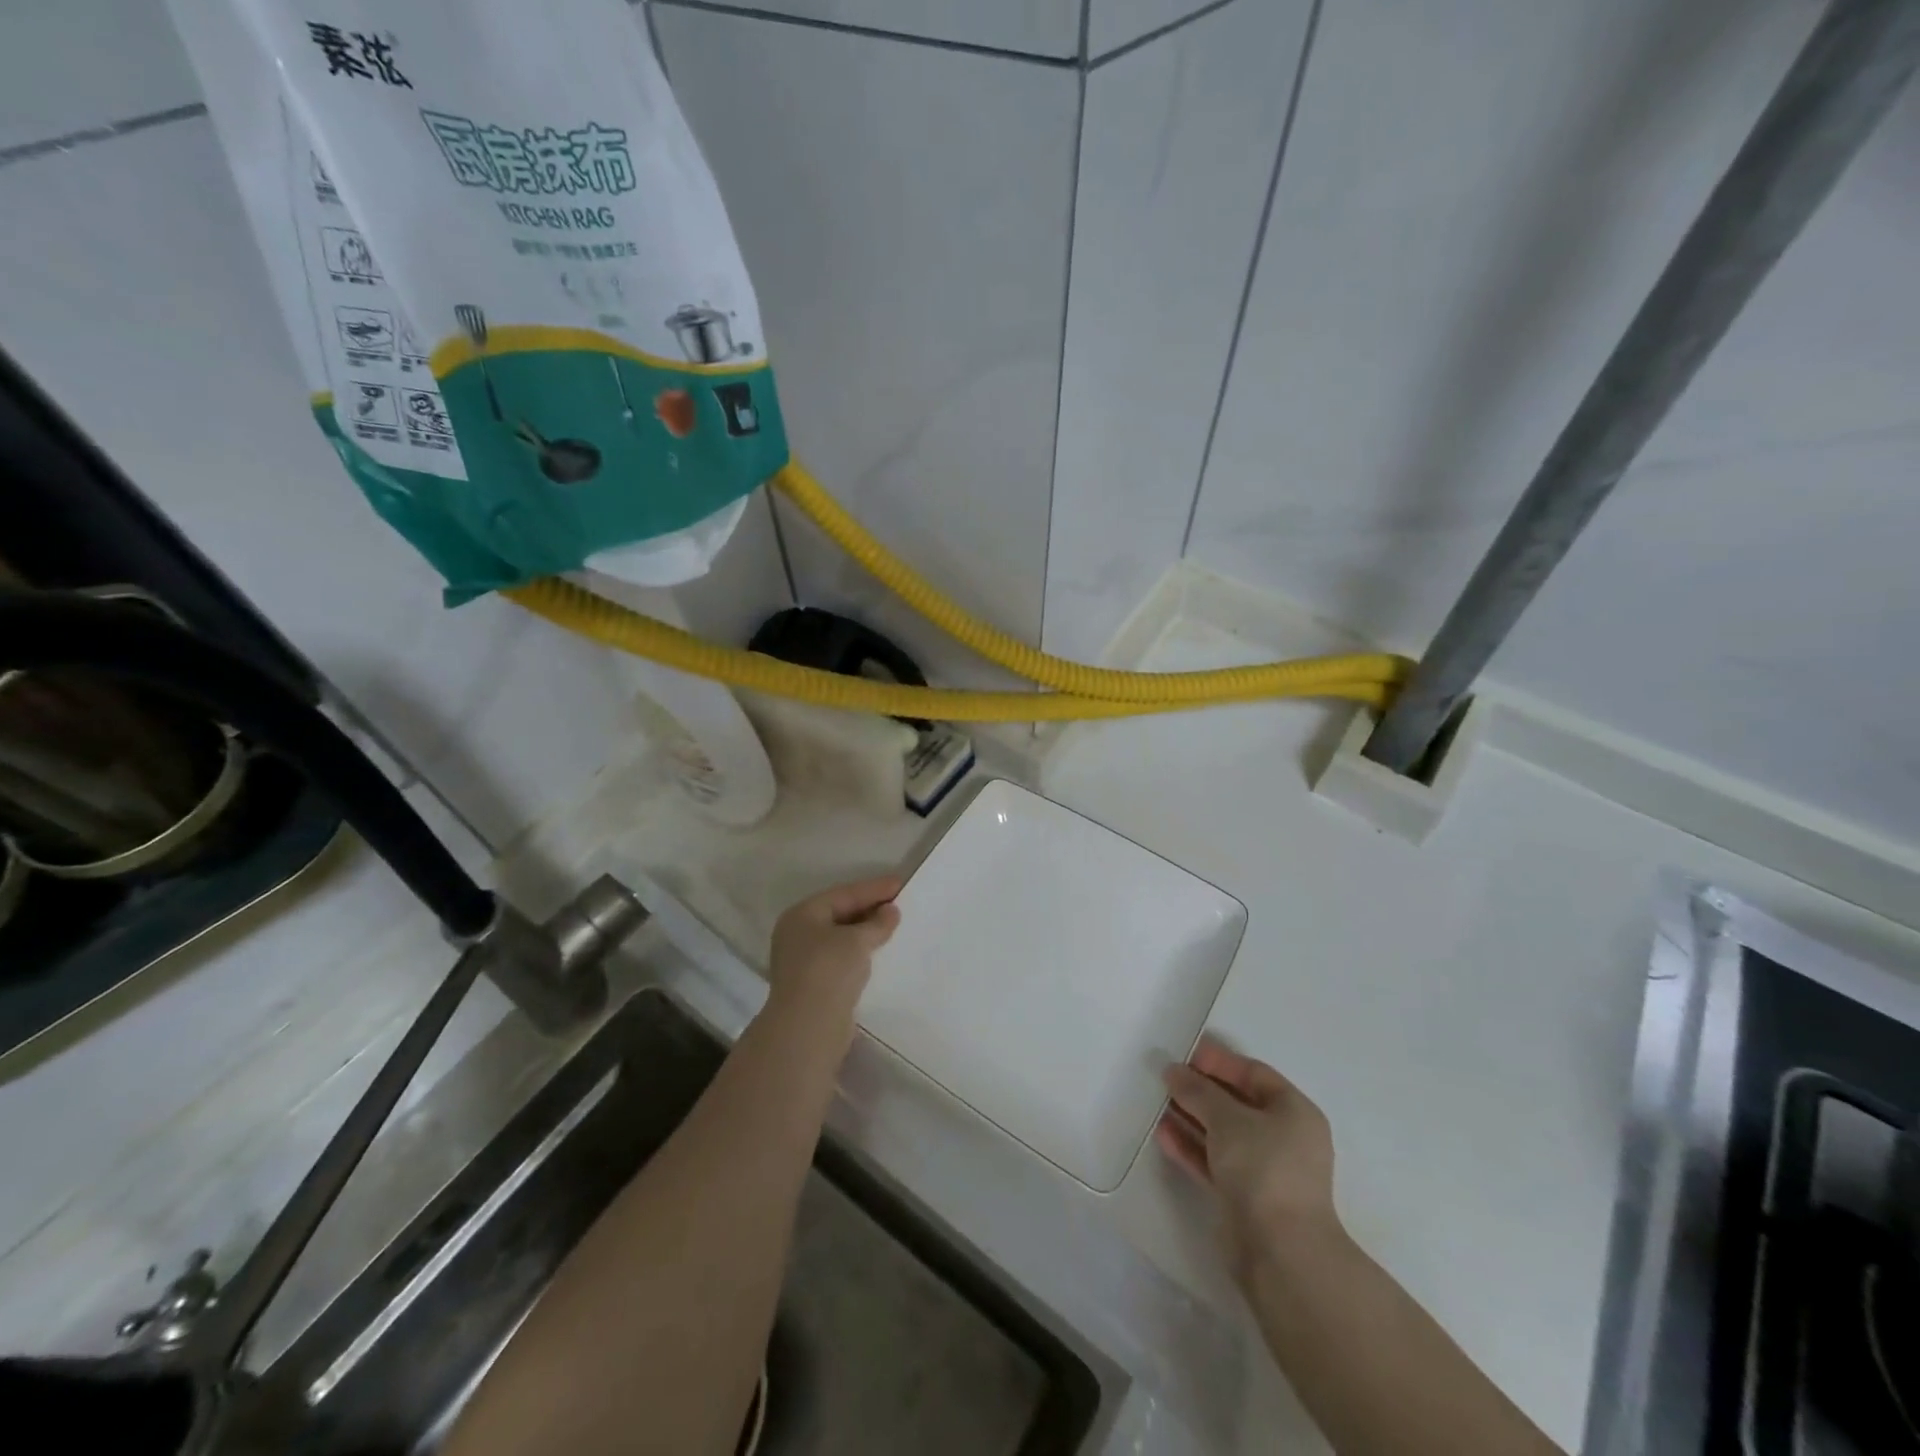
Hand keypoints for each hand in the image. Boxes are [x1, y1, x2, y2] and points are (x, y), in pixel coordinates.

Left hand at [765, 876, 902, 1029]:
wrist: (808, 1027)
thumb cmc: (829, 970)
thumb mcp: (857, 940)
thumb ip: (877, 923)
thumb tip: (890, 911)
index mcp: (802, 914)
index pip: (843, 894)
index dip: (874, 888)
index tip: (900, 883)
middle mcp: (798, 934)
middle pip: (840, 913)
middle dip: (870, 909)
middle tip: (900, 903)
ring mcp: (803, 960)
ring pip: (841, 937)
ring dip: (866, 932)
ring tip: (894, 926)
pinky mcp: (814, 983)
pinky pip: (842, 958)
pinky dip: (860, 952)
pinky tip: (880, 953)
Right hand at [1157, 1038, 1338, 1280]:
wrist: (1281, 1253)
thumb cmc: (1264, 1169)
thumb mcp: (1228, 1118)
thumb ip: (1198, 1090)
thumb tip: (1173, 1071)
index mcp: (1294, 1112)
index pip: (1253, 1073)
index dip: (1218, 1061)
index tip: (1183, 1053)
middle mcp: (1284, 1137)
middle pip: (1236, 1103)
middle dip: (1200, 1089)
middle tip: (1164, 1076)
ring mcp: (1264, 1169)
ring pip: (1222, 1133)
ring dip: (1191, 1117)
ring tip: (1156, 1102)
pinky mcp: (1245, 1196)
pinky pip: (1214, 1160)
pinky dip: (1191, 1146)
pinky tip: (1163, 1134)